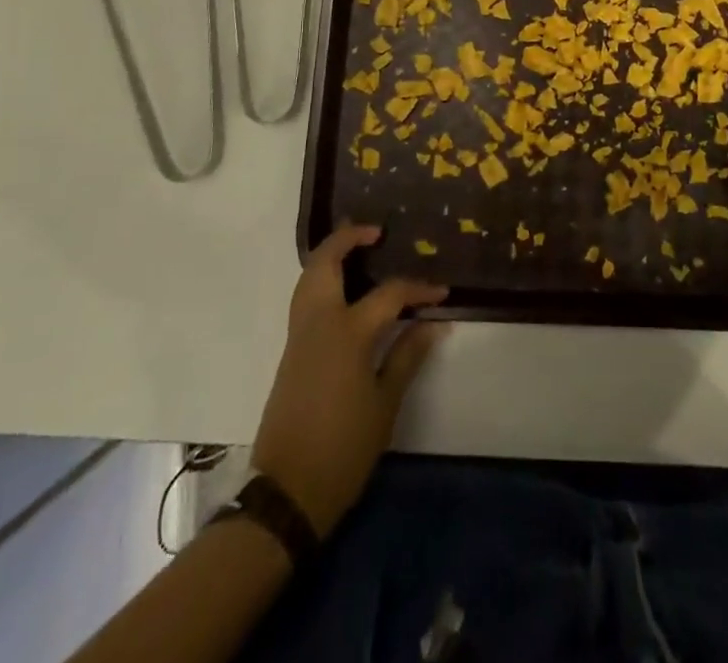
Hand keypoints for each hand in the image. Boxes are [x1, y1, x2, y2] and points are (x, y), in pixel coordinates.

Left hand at [251, 226, 449, 535]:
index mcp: (347, 333)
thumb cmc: (343, 450)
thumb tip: (432, 322)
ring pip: (308, 277)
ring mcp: (298, 336)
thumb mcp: (385, 404)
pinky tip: (345, 290)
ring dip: (330, 256)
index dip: (418, 289)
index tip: (442, 292)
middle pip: (324, 263)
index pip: (389, 294)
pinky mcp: (290, 352)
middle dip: (347, 238)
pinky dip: (322, 279)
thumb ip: (407, 355)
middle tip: (376, 232)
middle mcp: (318, 323)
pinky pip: (305, 298)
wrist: (285, 494)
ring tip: (359, 250)